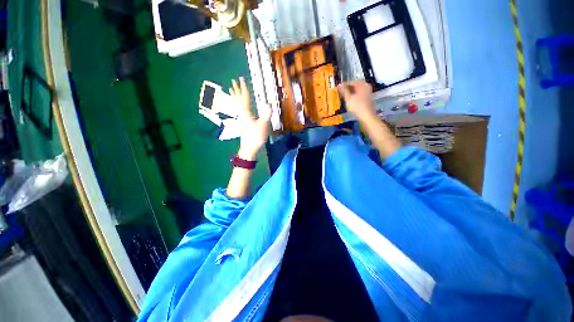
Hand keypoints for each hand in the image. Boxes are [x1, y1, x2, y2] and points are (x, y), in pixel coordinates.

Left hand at [229, 77, 270, 160]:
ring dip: (235, 97)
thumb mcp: (263, 126)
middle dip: (236, 90)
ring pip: (237, 105)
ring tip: (231, 90)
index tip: (241, 79)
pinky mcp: (243, 123)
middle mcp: (242, 114)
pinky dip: (238, 105)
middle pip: (238, 100)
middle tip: (233, 82)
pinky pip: (239, 110)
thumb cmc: (255, 137)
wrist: (249, 148)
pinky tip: (239, 106)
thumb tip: (268, 104)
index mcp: (246, 113)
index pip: (244, 98)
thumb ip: (265, 115)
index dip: (243, 88)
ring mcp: (242, 119)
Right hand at [338, 81, 376, 121]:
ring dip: (350, 93)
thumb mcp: (348, 98)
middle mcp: (366, 86)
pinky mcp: (367, 98)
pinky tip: (349, 101)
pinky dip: (353, 96)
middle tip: (339, 92)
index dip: (343, 85)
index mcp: (362, 84)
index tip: (337, 88)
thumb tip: (339, 85)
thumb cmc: (357, 106)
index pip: (351, 82)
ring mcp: (367, 92)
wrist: (367, 116)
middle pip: (354, 86)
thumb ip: (344, 91)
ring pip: (356, 91)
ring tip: (343, 97)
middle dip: (347, 89)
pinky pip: (359, 95)